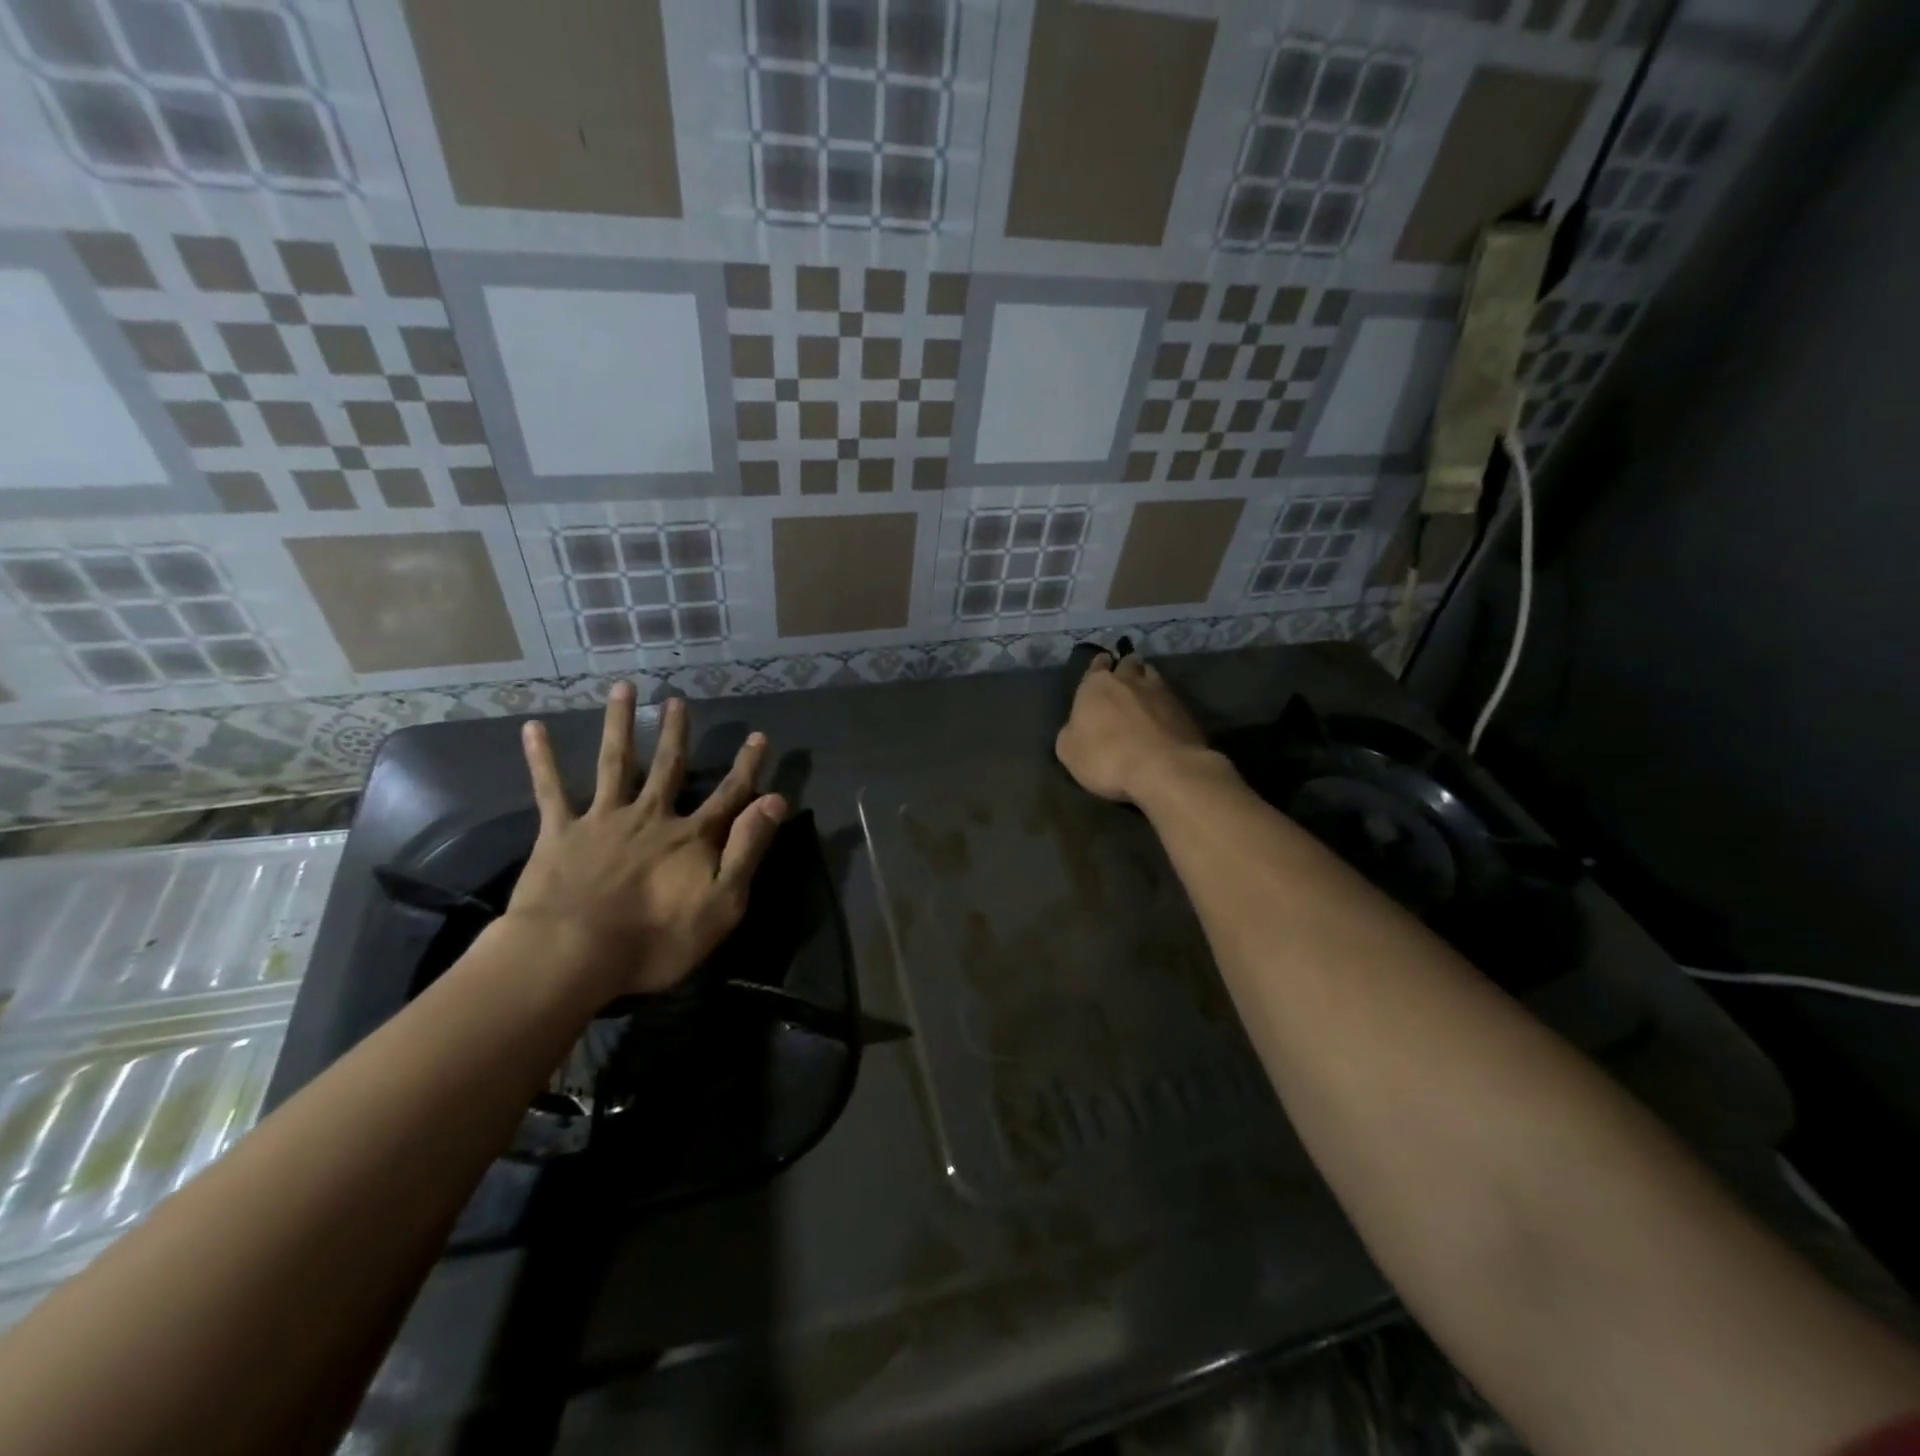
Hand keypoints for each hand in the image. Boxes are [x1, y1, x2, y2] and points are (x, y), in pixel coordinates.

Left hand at [504, 684, 785, 998]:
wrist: (573, 955)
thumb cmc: (656, 939)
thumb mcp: (723, 903)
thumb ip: (748, 849)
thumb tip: (775, 800)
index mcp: (690, 838)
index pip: (728, 796)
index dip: (747, 768)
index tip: (758, 737)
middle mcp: (650, 817)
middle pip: (668, 768)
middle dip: (676, 734)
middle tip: (677, 700)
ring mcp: (603, 821)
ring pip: (615, 763)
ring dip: (620, 724)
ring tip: (623, 688)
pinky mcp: (560, 834)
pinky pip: (551, 790)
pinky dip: (542, 759)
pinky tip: (533, 728)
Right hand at [1054, 652, 1209, 803]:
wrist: (1163, 769)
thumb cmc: (1106, 757)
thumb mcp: (1068, 751)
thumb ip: (1072, 731)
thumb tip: (1077, 727)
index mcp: (1097, 684)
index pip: (1097, 664)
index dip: (1098, 667)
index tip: (1100, 670)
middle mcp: (1129, 680)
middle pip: (1128, 663)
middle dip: (1125, 668)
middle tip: (1123, 679)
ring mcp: (1161, 692)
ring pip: (1152, 674)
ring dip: (1146, 680)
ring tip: (1144, 693)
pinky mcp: (1185, 710)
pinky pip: (1171, 698)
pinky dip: (1164, 704)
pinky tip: (1162, 716)